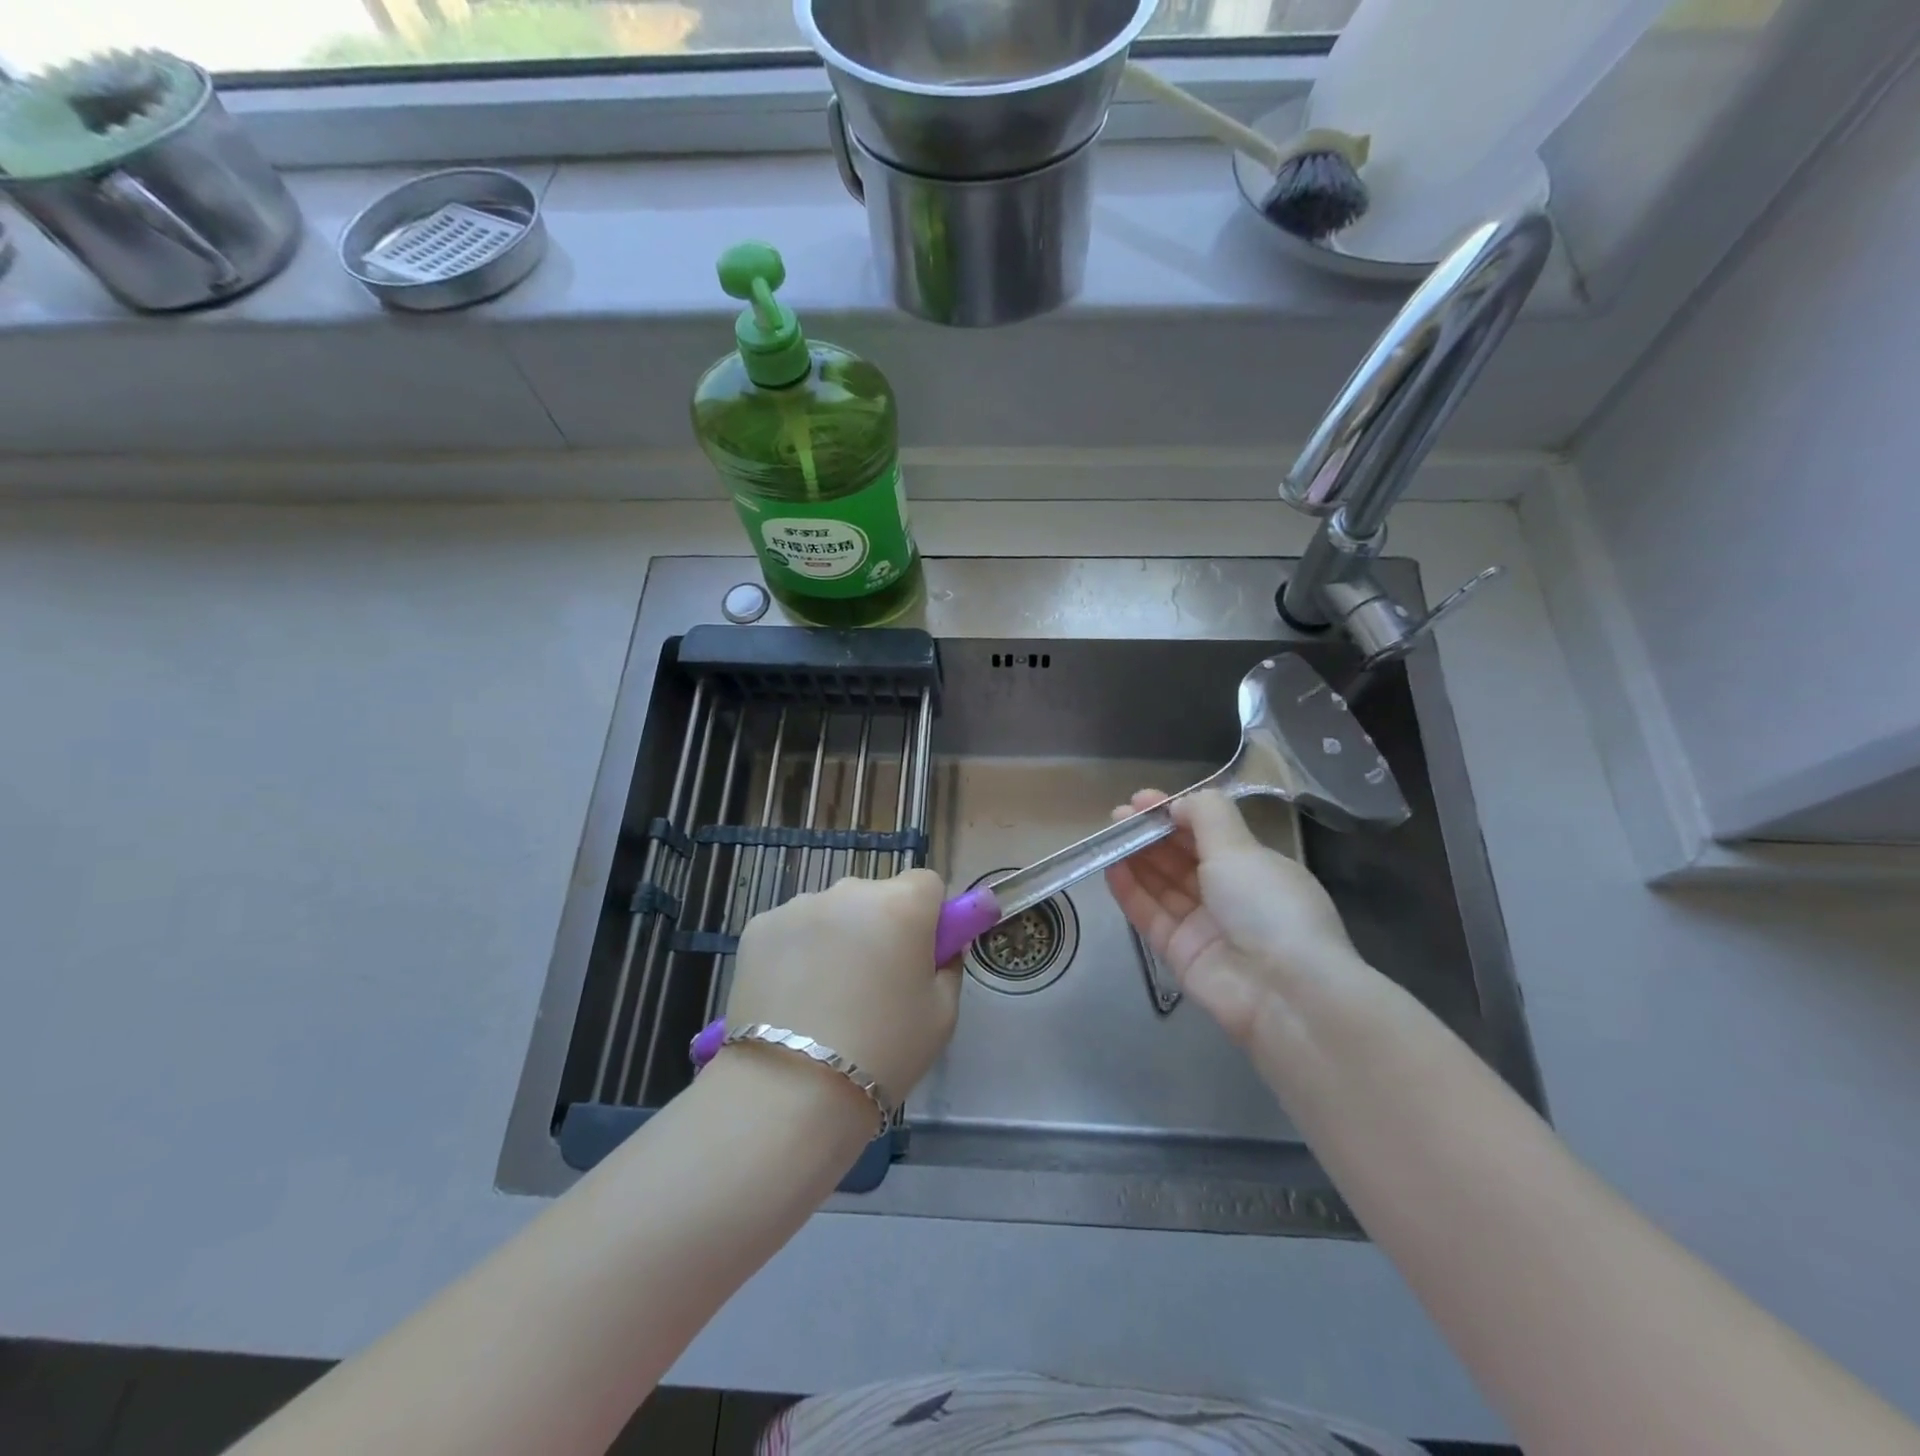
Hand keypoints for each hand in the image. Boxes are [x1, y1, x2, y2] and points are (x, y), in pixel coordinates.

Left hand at [725, 870, 960, 1105]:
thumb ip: (948, 966)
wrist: (791, 1090)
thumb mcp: (942, 1015)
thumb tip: (940, 948)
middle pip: (876, 896)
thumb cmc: (883, 1052)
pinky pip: (792, 929)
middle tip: (874, 982)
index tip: (920, 953)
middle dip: (880, 926)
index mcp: (901, 905)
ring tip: (826, 997)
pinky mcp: (758, 927)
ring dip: (836, 937)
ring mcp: (799, 905)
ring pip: (832, 912)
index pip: (926, 883)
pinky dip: (797, 951)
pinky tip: (791, 996)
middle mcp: (850, 891)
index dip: (928, 916)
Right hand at [1105, 789, 1368, 1044]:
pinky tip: (1111, 867)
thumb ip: (1206, 815)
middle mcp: (1230, 895)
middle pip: (1182, 858)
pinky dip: (1131, 891)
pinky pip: (1150, 915)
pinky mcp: (1180, 953)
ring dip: (1136, 858)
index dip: (1175, 814)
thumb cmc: (1267, 906)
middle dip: (1151, 835)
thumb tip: (1178, 804)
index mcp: (1255, 867)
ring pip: (1163, 885)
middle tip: (1117, 816)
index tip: (1142, 800)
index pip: (1209, 833)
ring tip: (1109, 836)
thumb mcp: (1241, 848)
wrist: (1284, 993)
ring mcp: (1204, 926)